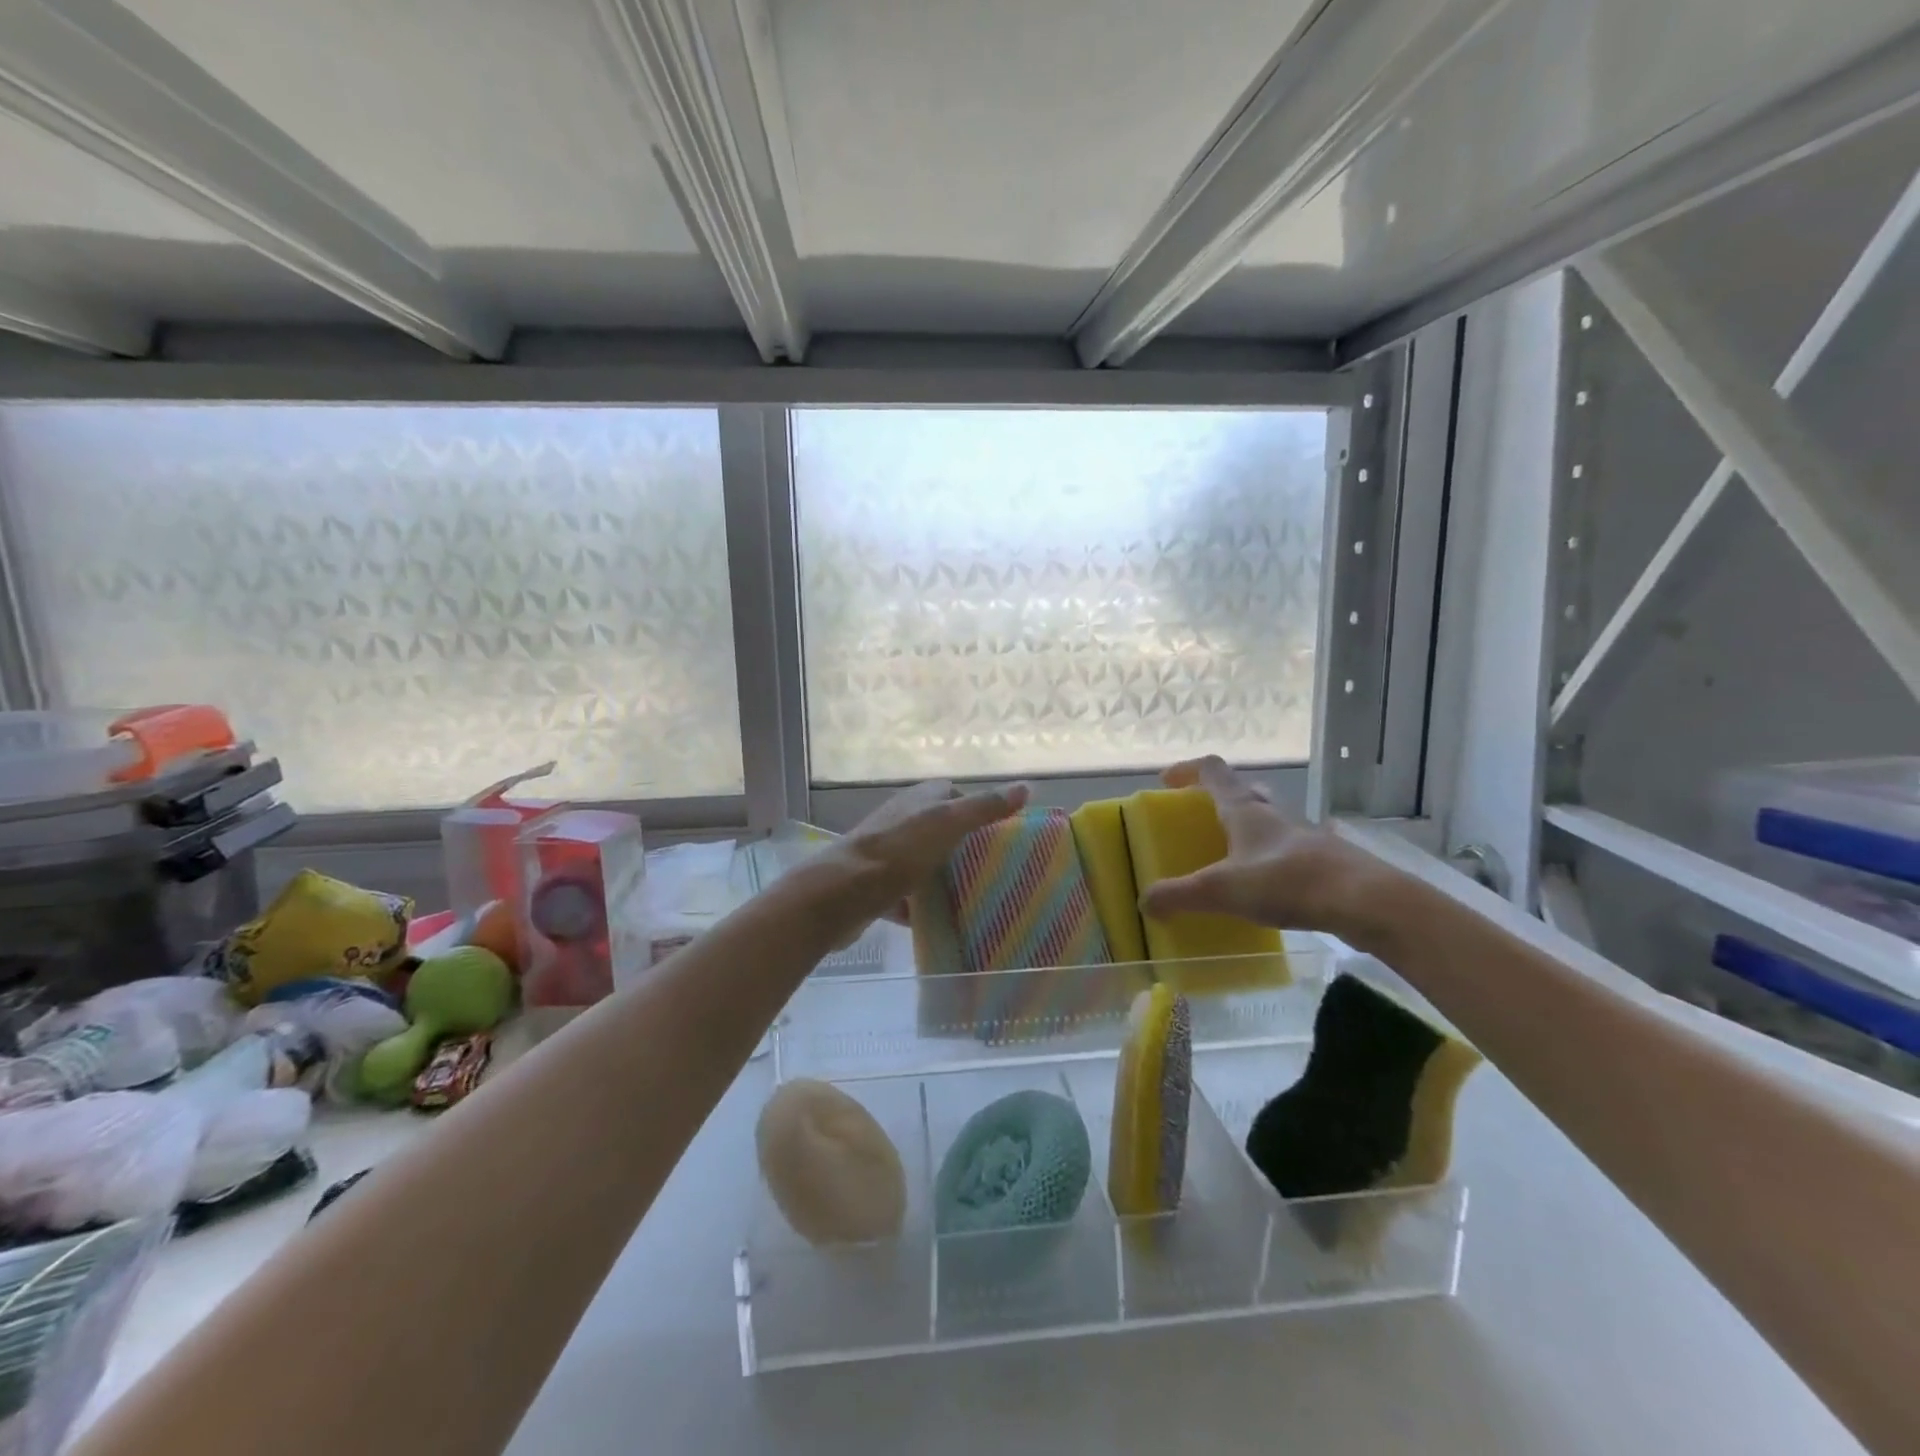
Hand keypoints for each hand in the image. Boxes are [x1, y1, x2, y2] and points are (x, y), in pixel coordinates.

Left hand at [818, 780, 1031, 929]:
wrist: (842, 893)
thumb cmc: (899, 851)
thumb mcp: (948, 823)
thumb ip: (985, 807)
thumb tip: (1026, 787)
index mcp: (918, 799)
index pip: (953, 794)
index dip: (977, 807)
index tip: (1000, 832)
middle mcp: (900, 820)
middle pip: (939, 829)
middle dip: (963, 846)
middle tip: (994, 869)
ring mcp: (885, 854)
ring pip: (922, 862)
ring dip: (942, 876)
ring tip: (974, 895)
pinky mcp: (875, 886)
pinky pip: (905, 895)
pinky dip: (921, 906)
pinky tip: (940, 921)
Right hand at [1139, 757, 1391, 943]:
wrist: (1366, 901)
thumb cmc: (1286, 882)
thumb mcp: (1221, 890)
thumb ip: (1179, 895)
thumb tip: (1145, 901)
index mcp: (1245, 809)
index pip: (1212, 771)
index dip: (1187, 770)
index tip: (1167, 782)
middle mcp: (1274, 813)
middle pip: (1244, 791)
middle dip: (1219, 799)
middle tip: (1201, 820)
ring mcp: (1305, 834)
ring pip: (1270, 819)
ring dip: (1249, 829)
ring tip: (1231, 856)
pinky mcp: (1326, 859)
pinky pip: (1290, 850)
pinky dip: (1272, 859)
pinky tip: (1269, 887)